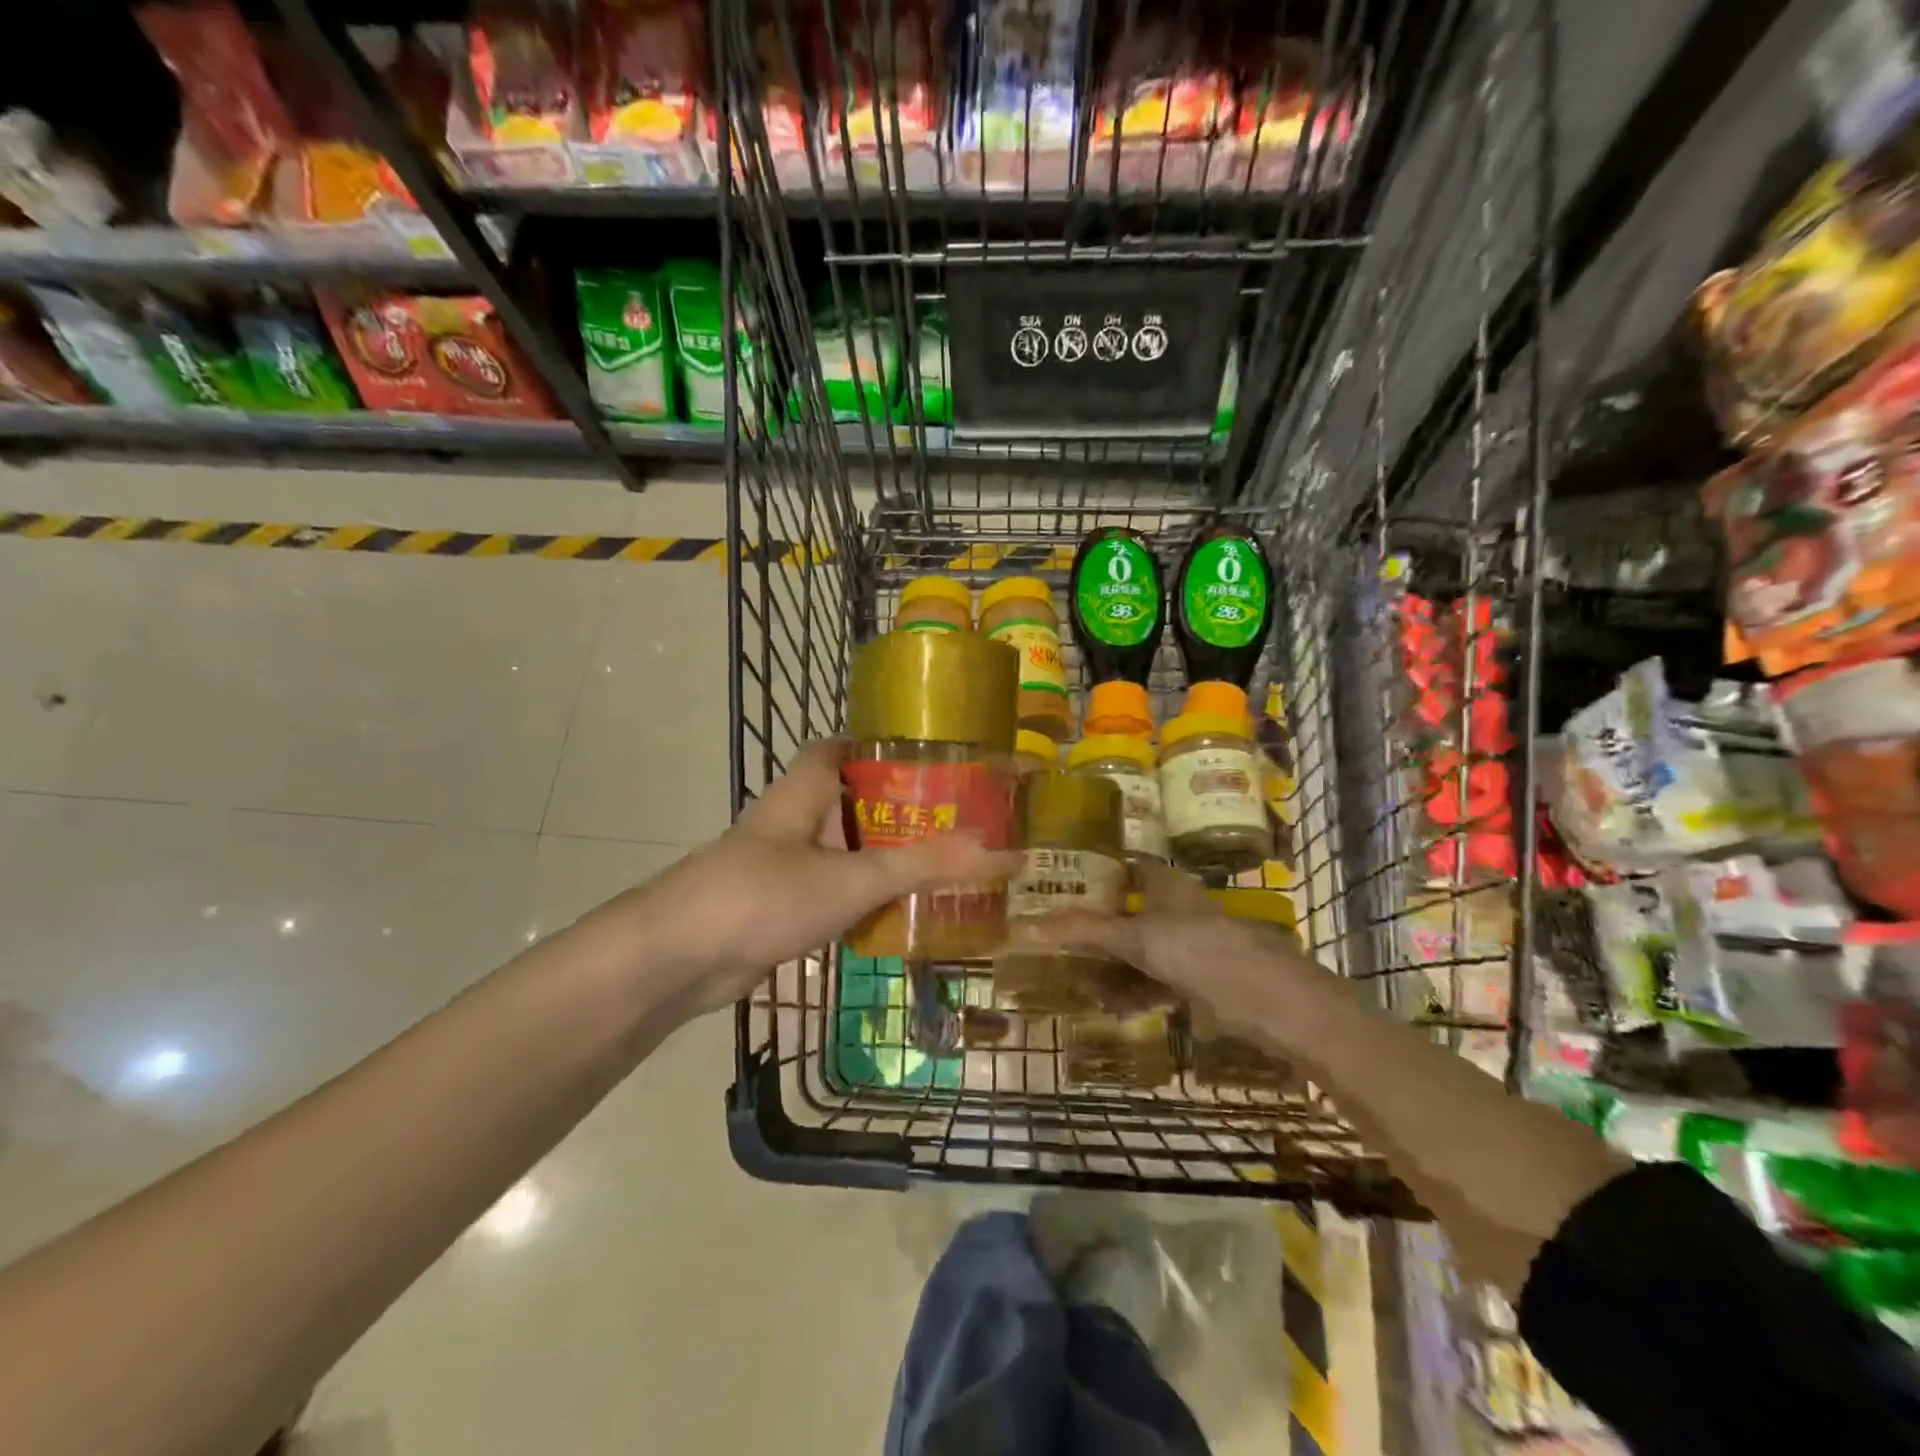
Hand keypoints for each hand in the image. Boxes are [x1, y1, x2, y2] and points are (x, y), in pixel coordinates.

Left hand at [614, 739, 1023, 1022]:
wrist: (674, 960)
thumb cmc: (762, 895)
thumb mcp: (850, 878)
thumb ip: (922, 865)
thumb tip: (1000, 849)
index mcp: (803, 793)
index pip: (838, 748)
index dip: (877, 746)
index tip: (928, 758)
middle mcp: (791, 822)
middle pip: (848, 803)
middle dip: (895, 810)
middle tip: (953, 822)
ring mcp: (780, 867)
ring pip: (841, 853)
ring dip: (881, 860)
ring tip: (940, 869)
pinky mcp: (775, 909)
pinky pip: (829, 894)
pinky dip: (860, 900)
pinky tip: (897, 917)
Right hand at [1033, 863, 1342, 1054]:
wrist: (1278, 1005)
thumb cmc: (1204, 954)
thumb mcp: (1139, 940)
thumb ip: (1087, 931)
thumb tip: (1028, 925)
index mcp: (1168, 885)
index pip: (1125, 868)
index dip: (1096, 874)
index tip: (1062, 887)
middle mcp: (1180, 908)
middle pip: (1131, 912)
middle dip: (1099, 929)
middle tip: (1063, 944)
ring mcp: (1194, 945)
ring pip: (1145, 950)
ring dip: (1115, 967)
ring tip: (1082, 983)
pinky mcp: (1206, 980)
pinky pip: (1160, 981)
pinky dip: (1138, 992)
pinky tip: (1117, 1009)